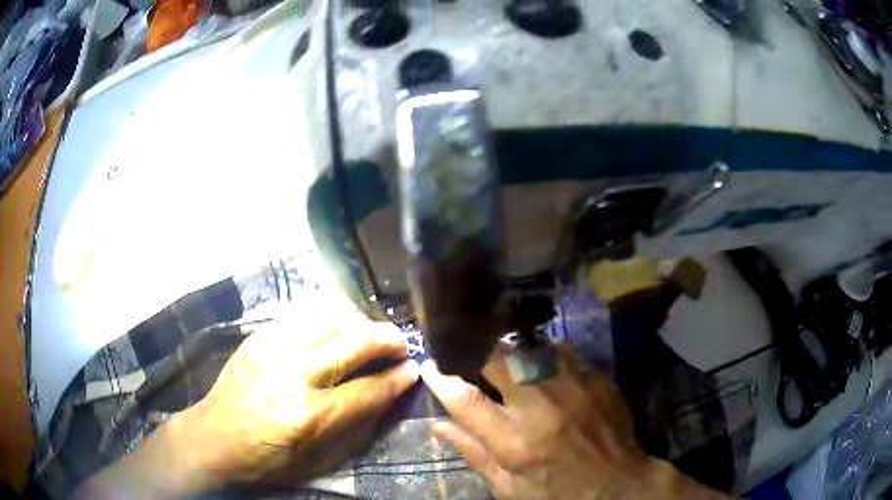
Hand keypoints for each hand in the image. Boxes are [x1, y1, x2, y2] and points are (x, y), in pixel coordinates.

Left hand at [76, 307, 418, 497]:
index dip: (395, 379)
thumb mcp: (315, 460)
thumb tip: (385, 397)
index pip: (367, 390)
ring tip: (370, 331)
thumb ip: (354, 428)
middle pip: (352, 344)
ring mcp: (272, 349)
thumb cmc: (265, 458)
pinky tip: (336, 323)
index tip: (413, 369)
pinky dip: (326, 315)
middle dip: (384, 340)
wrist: (213, 437)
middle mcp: (293, 375)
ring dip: (358, 323)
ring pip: (329, 320)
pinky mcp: (258, 337)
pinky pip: (301, 314)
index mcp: (309, 415)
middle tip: (400, 342)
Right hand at [420, 345, 725, 499]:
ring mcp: (573, 389)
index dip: (441, 379)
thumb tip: (437, 424)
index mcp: (514, 443)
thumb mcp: (509, 489)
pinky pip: (562, 352)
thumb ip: (473, 454)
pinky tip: (544, 368)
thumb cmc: (557, 493)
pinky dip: (545, 355)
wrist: (618, 485)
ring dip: (511, 353)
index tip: (430, 365)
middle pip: (498, 361)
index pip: (466, 400)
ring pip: (530, 349)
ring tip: (507, 363)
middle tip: (471, 358)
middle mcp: (541, 408)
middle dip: (476, 354)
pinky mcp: (596, 380)